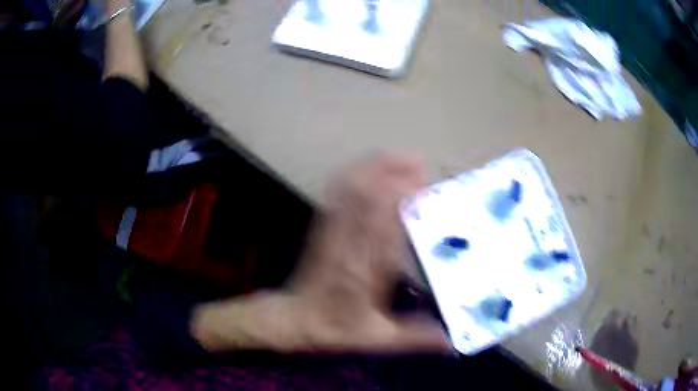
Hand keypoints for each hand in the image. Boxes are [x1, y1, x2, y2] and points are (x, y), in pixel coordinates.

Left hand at [192, 153, 450, 353]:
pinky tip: (373, 166)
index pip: (382, 225)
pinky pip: (337, 192)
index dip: (400, 200)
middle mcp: (348, 243)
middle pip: (365, 196)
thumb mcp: (378, 340)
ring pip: (350, 188)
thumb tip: (450, 341)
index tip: (423, 185)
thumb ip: (415, 338)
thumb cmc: (337, 329)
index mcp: (363, 269)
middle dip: (391, 174)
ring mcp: (332, 231)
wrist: (297, 320)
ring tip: (402, 158)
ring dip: (375, 168)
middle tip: (420, 165)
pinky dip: (356, 174)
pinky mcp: (324, 226)